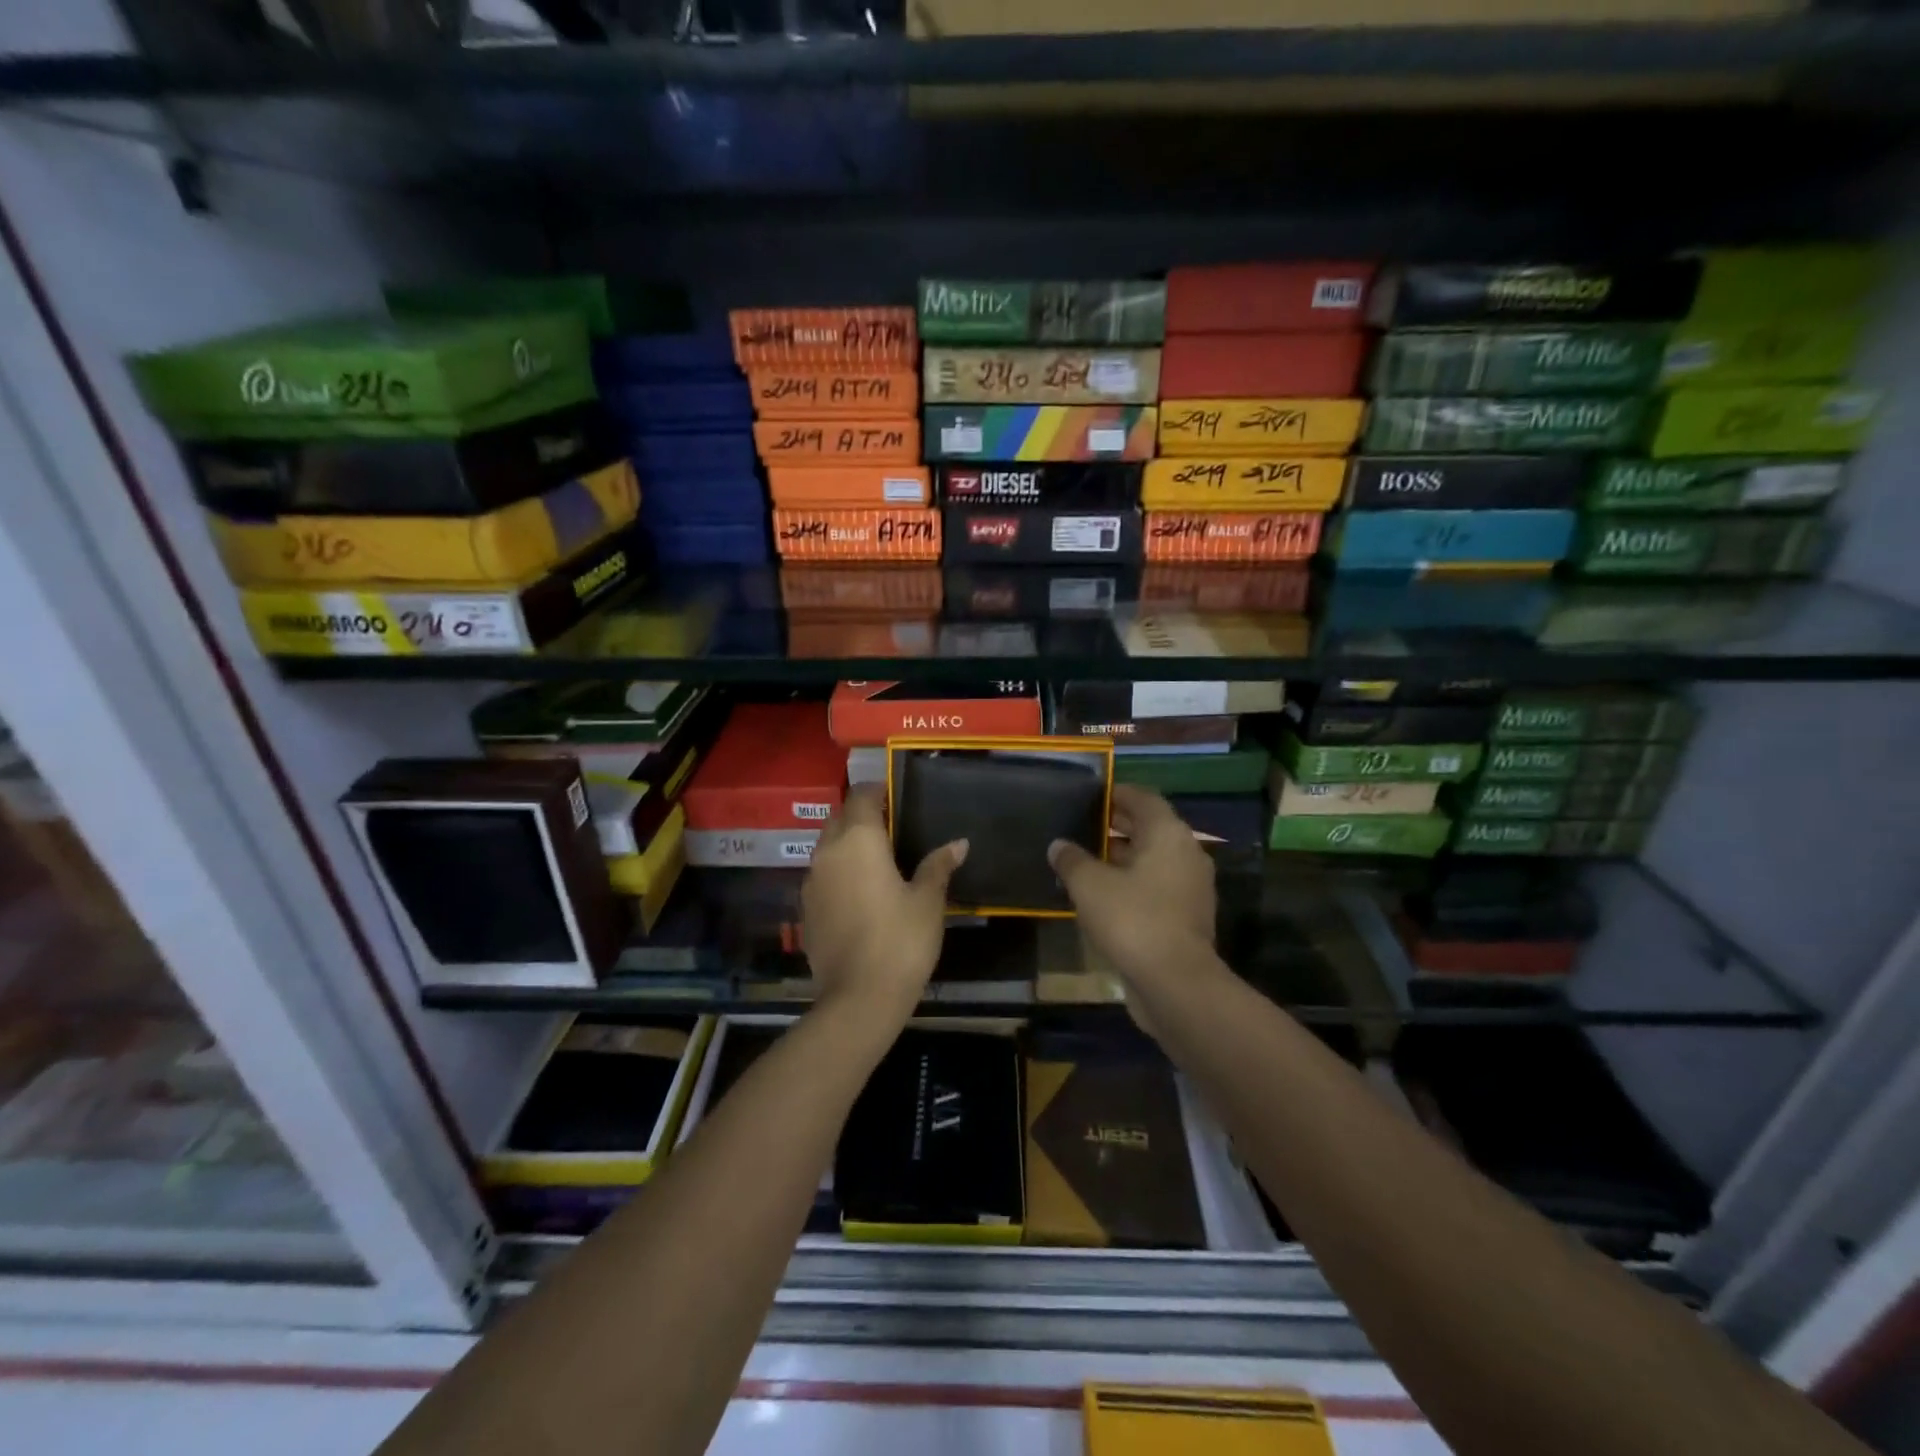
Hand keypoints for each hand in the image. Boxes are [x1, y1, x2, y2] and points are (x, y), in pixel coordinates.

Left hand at [802, 785, 966, 1027]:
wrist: (859, 997)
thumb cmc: (901, 939)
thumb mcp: (928, 900)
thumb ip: (938, 865)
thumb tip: (958, 843)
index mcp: (858, 840)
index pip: (861, 796)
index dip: (877, 791)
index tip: (895, 798)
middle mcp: (827, 852)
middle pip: (839, 819)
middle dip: (860, 817)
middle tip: (890, 829)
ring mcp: (811, 882)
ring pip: (826, 848)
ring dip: (846, 845)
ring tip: (876, 860)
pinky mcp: (806, 910)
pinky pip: (821, 877)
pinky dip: (838, 874)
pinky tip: (860, 893)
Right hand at [1049, 785, 1215, 994]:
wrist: (1175, 983)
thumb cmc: (1132, 919)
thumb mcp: (1090, 885)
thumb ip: (1072, 860)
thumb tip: (1058, 845)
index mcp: (1168, 834)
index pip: (1144, 799)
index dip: (1117, 793)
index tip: (1092, 794)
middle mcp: (1186, 854)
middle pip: (1150, 829)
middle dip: (1117, 825)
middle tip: (1082, 824)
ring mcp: (1190, 888)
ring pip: (1153, 860)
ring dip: (1123, 857)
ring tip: (1086, 859)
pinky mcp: (1186, 917)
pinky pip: (1156, 887)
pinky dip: (1132, 883)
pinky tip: (1102, 895)